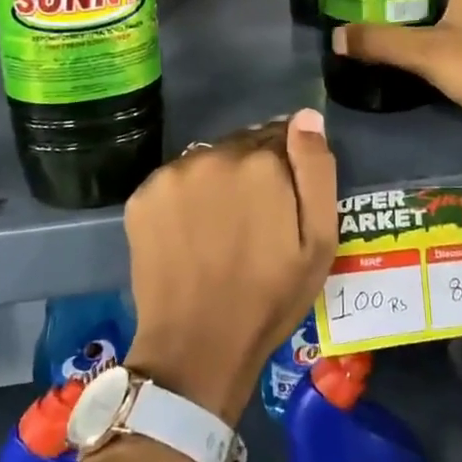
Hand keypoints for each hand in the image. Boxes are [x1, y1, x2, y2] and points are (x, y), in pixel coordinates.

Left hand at [123, 110, 338, 423]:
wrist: (197, 345)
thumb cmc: (270, 297)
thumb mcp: (319, 241)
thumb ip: (316, 170)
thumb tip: (306, 116)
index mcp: (261, 162)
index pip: (281, 136)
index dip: (288, 166)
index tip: (286, 198)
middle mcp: (213, 154)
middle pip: (242, 144)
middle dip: (253, 170)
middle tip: (255, 217)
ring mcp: (172, 174)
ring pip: (207, 160)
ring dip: (218, 179)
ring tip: (221, 227)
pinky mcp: (142, 196)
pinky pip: (174, 181)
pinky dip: (185, 196)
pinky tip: (191, 232)